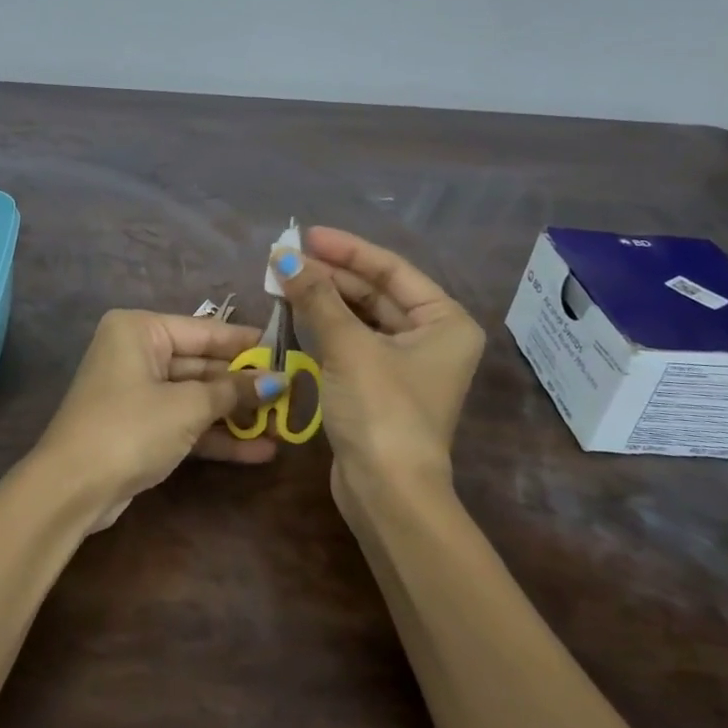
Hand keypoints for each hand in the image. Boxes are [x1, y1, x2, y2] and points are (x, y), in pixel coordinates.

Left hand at [32, 309, 286, 528]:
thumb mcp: (187, 406)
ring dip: (236, 414)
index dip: (247, 344)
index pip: (205, 331)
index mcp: (140, 330)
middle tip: (292, 394)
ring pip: (196, 397)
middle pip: (202, 364)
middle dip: (244, 385)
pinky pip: (185, 422)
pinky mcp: (141, 428)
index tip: (287, 352)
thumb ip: (233, 391)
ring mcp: (137, 392)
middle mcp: (137, 353)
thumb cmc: (130, 428)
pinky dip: (216, 435)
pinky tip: (259, 451)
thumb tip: (277, 381)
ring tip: (283, 426)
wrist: (72, 488)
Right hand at [270, 226, 484, 501]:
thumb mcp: (349, 346)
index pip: (392, 270)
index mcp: (445, 321)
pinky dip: (325, 327)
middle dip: (331, 275)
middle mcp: (431, 338)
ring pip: (360, 318)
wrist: (387, 492)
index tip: (307, 235)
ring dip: (324, 299)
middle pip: (376, 292)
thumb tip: (283, 257)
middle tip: (286, 258)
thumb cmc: (381, 409)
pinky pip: (351, 342)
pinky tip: (295, 312)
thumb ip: (316, 297)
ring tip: (284, 279)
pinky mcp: (379, 386)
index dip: (347, 250)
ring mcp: (405, 364)